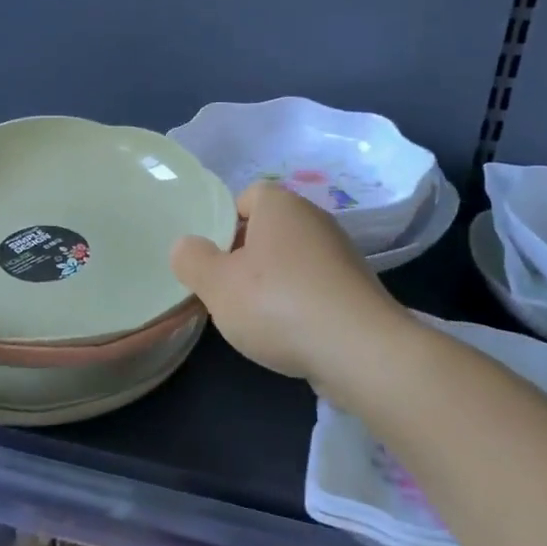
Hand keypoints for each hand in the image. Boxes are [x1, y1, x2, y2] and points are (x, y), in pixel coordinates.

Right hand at [171, 182, 404, 385]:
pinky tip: (290, 333)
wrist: (360, 350)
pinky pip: (316, 286)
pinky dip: (300, 304)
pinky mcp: (358, 289)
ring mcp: (342, 254)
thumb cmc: (277, 304)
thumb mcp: (216, 283)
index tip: (214, 258)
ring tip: (256, 318)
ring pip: (293, 259)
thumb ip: (192, 259)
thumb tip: (187, 246)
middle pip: (269, 229)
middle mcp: (315, 219)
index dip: (226, 223)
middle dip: (246, 256)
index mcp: (281, 205)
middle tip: (227, 289)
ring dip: (273, 283)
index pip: (248, 196)